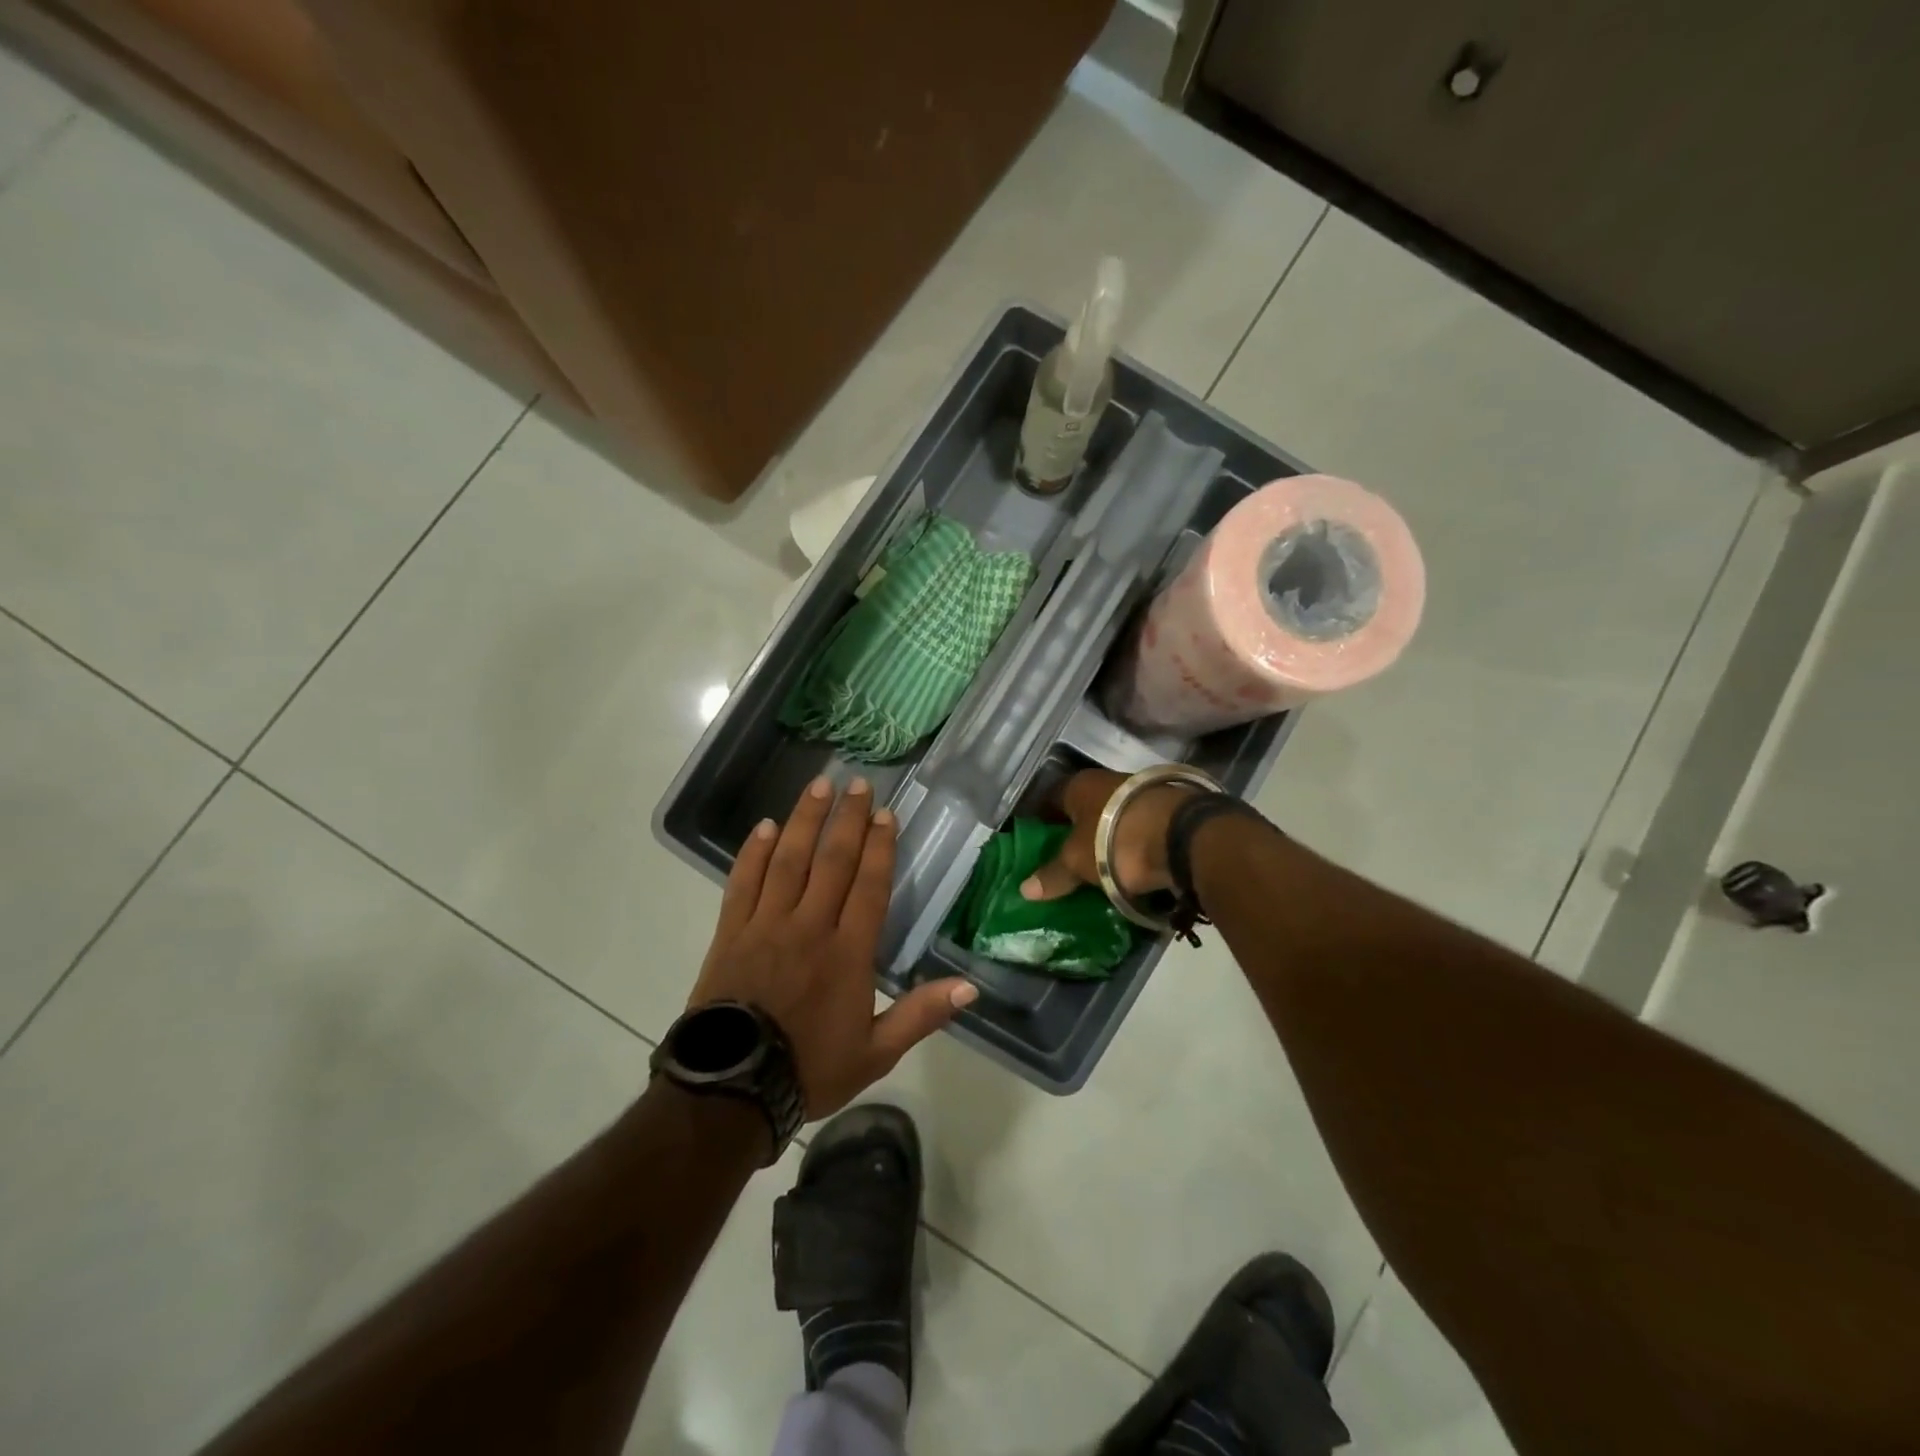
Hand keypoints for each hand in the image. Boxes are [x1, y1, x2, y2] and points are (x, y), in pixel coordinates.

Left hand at [689, 774, 978, 1118]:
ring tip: (818, 786)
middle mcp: (809, 927)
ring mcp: (766, 925)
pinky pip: (743, 881)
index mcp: (847, 953)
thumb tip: (971, 986)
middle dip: (846, 819)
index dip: (879, 847)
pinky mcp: (731, 931)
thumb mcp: (876, 1053)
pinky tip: (766, 826)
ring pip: (789, 860)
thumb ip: (921, 1015)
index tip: (885, 813)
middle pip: (831, 861)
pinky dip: (754, 852)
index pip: (869, 886)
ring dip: (805, 820)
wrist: (732, 1091)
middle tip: (856, 783)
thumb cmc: (809, 1069)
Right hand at [1019, 767, 1195, 902]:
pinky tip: (1128, 867)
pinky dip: (1131, 847)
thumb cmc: (1114, 840)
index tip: (1033, 843)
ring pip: (1113, 819)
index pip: (1049, 798)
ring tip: (1096, 869)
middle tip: (1064, 860)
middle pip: (1083, 809)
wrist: (1183, 836)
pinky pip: (1138, 832)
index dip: (1040, 821)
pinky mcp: (1167, 812)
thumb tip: (1025, 889)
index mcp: (1079, 784)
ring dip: (1105, 840)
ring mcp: (1141, 795)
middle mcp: (1108, 781)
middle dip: (1074, 832)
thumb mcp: (1077, 861)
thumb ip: (1053, 874)